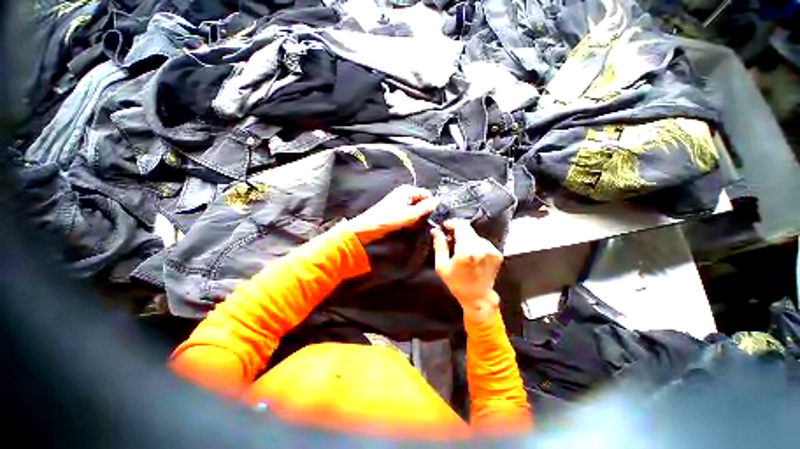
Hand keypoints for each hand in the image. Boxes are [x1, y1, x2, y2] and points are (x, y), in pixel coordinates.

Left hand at [346, 185, 437, 244]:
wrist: (369, 227)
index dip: (431, 205)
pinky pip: (408, 212)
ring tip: (415, 225)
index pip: (427, 194)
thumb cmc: (390, 219)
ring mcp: (399, 200)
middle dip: (423, 212)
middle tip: (423, 223)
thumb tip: (439, 201)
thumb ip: (426, 207)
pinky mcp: (395, 209)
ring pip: (415, 208)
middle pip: (421, 200)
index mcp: (408, 190)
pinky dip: (410, 218)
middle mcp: (404, 192)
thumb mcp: (411, 214)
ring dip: (417, 217)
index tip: (433, 216)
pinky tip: (409, 226)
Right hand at [431, 219, 502, 322]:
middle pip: (468, 229)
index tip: (445, 226)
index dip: (452, 223)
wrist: (478, 297)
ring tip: (460, 248)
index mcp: (466, 251)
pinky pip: (483, 242)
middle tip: (450, 238)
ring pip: (475, 235)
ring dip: (466, 237)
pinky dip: (475, 244)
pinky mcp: (497, 253)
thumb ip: (439, 245)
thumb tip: (436, 230)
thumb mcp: (441, 266)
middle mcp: (481, 247)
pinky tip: (471, 253)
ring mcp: (491, 250)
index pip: (461, 225)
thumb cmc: (456, 283)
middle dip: (458, 230)